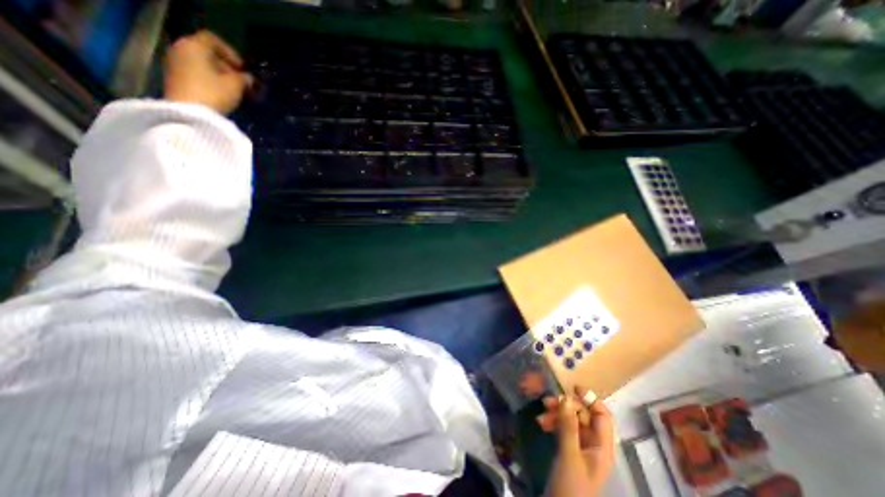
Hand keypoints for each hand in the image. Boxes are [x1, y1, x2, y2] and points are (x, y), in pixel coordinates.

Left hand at [163, 30, 254, 113]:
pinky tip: (220, 93)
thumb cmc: (214, 93)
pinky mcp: (174, 77)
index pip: (213, 40)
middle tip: (240, 81)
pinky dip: (208, 79)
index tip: (243, 68)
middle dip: (226, 65)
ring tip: (232, 89)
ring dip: (218, 74)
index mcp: (195, 46)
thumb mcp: (236, 86)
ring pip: (201, 63)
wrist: (189, 113)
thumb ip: (244, 79)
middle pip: (206, 52)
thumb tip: (249, 78)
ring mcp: (174, 63)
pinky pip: (194, 72)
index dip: (231, 52)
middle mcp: (180, 49)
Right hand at [540, 389, 617, 496]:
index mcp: (602, 447)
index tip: (572, 387)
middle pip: (584, 415)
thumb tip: (566, 397)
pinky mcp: (569, 450)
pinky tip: (542, 422)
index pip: (602, 416)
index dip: (590, 399)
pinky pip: (563, 428)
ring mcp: (581, 447)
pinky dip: (553, 423)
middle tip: (548, 402)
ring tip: (542, 413)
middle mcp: (593, 444)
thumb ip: (569, 426)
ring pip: (571, 420)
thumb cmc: (570, 486)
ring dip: (557, 414)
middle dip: (566, 406)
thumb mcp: (569, 454)